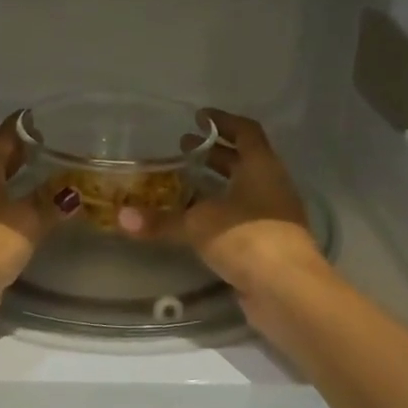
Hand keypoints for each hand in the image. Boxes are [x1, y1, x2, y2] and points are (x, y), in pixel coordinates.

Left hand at [0, 114, 75, 340]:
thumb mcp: (28, 218)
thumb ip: (51, 202)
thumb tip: (73, 192)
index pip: (6, 135)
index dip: (27, 126)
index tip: (52, 121)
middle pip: (0, 159)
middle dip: (26, 155)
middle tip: (60, 150)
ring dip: (22, 184)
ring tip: (56, 181)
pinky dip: (17, 208)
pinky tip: (38, 214)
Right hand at [128, 109, 325, 298]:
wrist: (287, 289)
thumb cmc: (247, 239)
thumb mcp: (198, 225)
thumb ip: (161, 221)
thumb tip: (120, 218)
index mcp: (261, 167)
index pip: (246, 132)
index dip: (223, 122)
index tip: (199, 117)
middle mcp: (271, 185)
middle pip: (244, 161)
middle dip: (214, 154)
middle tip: (182, 149)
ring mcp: (274, 215)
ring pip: (243, 190)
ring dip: (217, 184)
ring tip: (184, 184)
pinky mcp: (268, 243)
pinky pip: (241, 217)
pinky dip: (220, 212)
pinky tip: (196, 221)